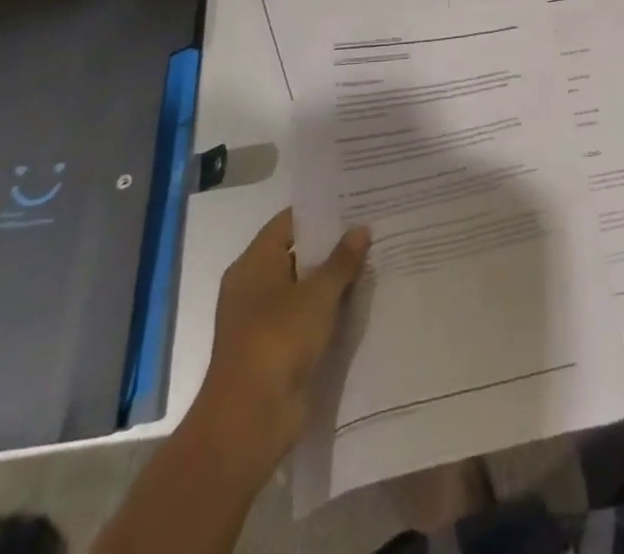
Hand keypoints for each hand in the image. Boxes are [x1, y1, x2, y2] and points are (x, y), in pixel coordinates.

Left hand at [191, 209, 370, 462]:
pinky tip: (361, 300)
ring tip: (374, 259)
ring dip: (334, 279)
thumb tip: (361, 228)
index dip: (321, 211)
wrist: (249, 422)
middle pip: (298, 253)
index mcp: (253, 264)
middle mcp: (255, 287)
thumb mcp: (317, 295)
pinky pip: (307, 317)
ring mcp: (264, 320)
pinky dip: (329, 309)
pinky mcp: (277, 349)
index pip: (289, 222)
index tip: (355, 200)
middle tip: (372, 227)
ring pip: (305, 287)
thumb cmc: (277, 341)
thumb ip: (341, 260)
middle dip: (333, 244)